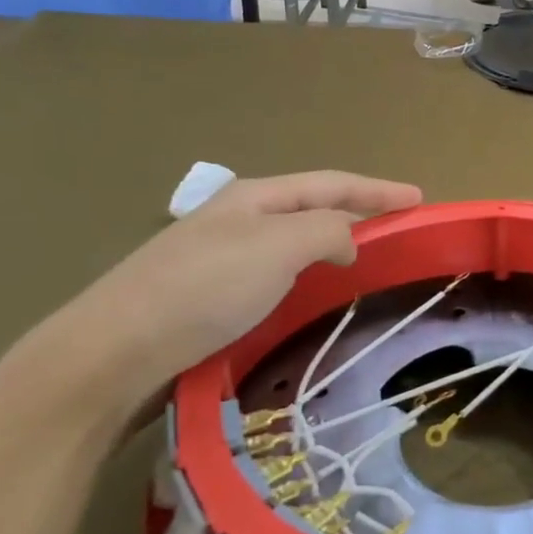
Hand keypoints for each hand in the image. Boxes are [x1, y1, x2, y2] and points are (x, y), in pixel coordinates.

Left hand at [38, 171, 422, 407]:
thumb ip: (327, 231)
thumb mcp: (278, 247)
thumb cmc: (204, 288)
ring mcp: (218, 255)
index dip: (378, 190)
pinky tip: (307, 290)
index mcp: (255, 197)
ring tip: (360, 257)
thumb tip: (345, 241)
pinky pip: (273, 271)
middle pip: (310, 206)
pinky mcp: (207, 293)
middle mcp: (236, 217)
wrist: (114, 350)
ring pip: (290, 240)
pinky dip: (304, 272)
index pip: (331, 184)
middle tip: (394, 228)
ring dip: (329, 241)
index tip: (418, 200)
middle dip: (355, 210)